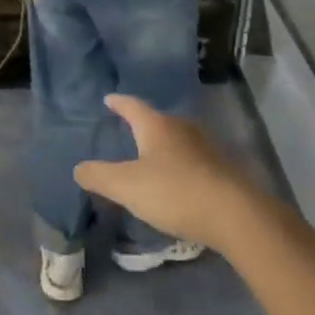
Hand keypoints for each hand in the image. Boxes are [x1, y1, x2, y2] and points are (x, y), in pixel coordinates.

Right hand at [73, 95, 263, 253]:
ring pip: (180, 140)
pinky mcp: (224, 171)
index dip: (119, 103)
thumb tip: (78, 169)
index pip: (133, 106)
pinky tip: (180, 182)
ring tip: (154, 158)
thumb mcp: (126, 186)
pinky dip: (183, 166)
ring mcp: (208, 148)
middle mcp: (183, 129)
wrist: (236, 216)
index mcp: (157, 126)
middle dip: (144, 125)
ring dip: (166, 147)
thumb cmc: (174, 192)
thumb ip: (99, 176)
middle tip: (130, 130)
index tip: (109, 99)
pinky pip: (196, 161)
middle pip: (159, 121)